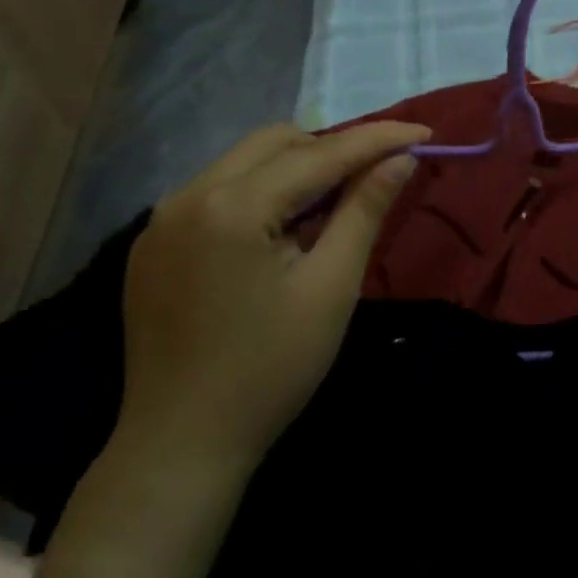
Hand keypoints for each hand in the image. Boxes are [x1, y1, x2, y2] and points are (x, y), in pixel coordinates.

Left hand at [118, 121, 428, 473]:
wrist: (180, 446)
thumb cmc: (270, 371)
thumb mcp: (332, 288)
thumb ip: (365, 211)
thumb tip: (401, 159)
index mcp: (232, 206)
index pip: (320, 153)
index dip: (377, 139)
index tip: (424, 130)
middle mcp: (188, 195)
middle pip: (277, 142)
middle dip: (333, 149)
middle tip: (376, 176)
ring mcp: (162, 218)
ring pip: (245, 161)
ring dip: (296, 169)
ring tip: (331, 208)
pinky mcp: (153, 242)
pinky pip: (218, 191)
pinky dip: (260, 193)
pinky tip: (281, 233)